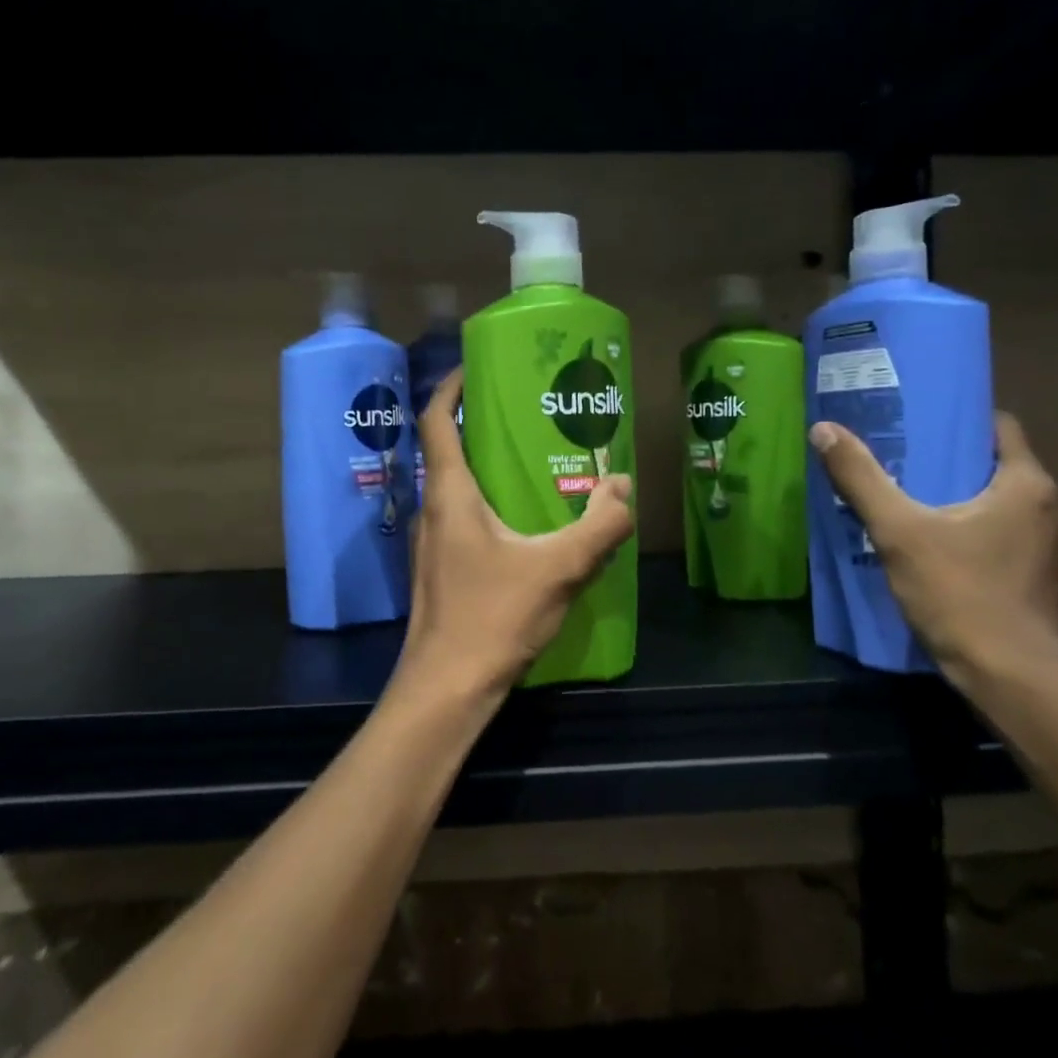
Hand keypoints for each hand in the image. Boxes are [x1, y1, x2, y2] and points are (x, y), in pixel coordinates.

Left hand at [392, 369, 634, 711]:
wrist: (447, 689)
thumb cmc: (493, 617)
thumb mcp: (559, 568)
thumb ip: (599, 526)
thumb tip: (624, 487)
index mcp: (449, 494)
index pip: (435, 421)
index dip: (451, 387)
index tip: (478, 368)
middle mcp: (434, 510)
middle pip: (448, 450)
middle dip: (483, 426)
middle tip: (529, 415)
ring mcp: (433, 544)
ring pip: (458, 489)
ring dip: (489, 469)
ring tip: (535, 463)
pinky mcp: (442, 571)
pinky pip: (465, 520)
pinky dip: (491, 506)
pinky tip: (527, 525)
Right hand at [808, 413, 1057, 692]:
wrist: (1011, 679)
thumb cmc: (959, 593)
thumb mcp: (898, 532)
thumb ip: (861, 479)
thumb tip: (824, 429)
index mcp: (1027, 487)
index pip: (1002, 429)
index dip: (964, 422)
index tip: (925, 425)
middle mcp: (1056, 513)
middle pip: (1006, 471)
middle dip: (963, 467)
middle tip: (913, 469)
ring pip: (1014, 512)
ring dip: (980, 508)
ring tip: (932, 514)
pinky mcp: (1055, 589)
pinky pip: (1020, 548)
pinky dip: (993, 543)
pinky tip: (959, 559)